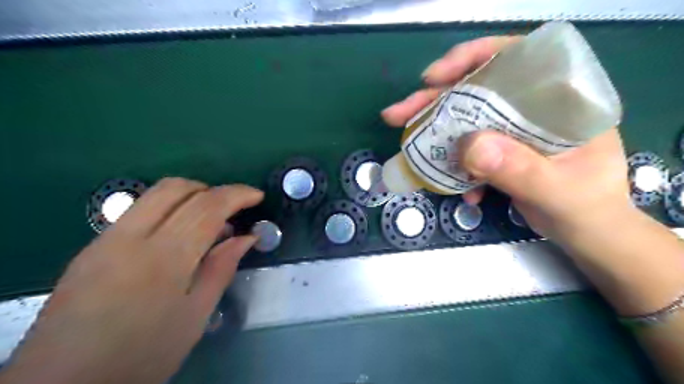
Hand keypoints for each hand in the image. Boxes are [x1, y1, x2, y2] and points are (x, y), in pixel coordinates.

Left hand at [0, 179, 262, 382]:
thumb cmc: (144, 355)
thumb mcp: (196, 315)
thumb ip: (222, 268)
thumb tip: (246, 238)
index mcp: (164, 259)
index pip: (207, 208)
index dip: (237, 194)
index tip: (257, 196)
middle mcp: (131, 238)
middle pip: (177, 188)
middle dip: (213, 189)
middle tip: (233, 209)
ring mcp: (106, 239)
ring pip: (155, 194)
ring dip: (191, 196)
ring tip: (210, 222)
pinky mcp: (92, 246)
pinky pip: (140, 211)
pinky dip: (170, 210)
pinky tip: (179, 236)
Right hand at [380, 35, 629, 246]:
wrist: (587, 235)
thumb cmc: (587, 209)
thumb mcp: (557, 191)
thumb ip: (519, 168)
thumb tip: (468, 146)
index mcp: (559, 99)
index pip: (514, 58)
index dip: (471, 59)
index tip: (434, 77)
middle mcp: (532, 107)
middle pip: (476, 89)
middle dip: (434, 100)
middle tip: (398, 114)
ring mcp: (512, 130)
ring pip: (465, 119)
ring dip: (434, 131)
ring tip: (407, 143)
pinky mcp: (499, 151)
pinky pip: (466, 149)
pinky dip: (453, 164)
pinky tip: (455, 185)